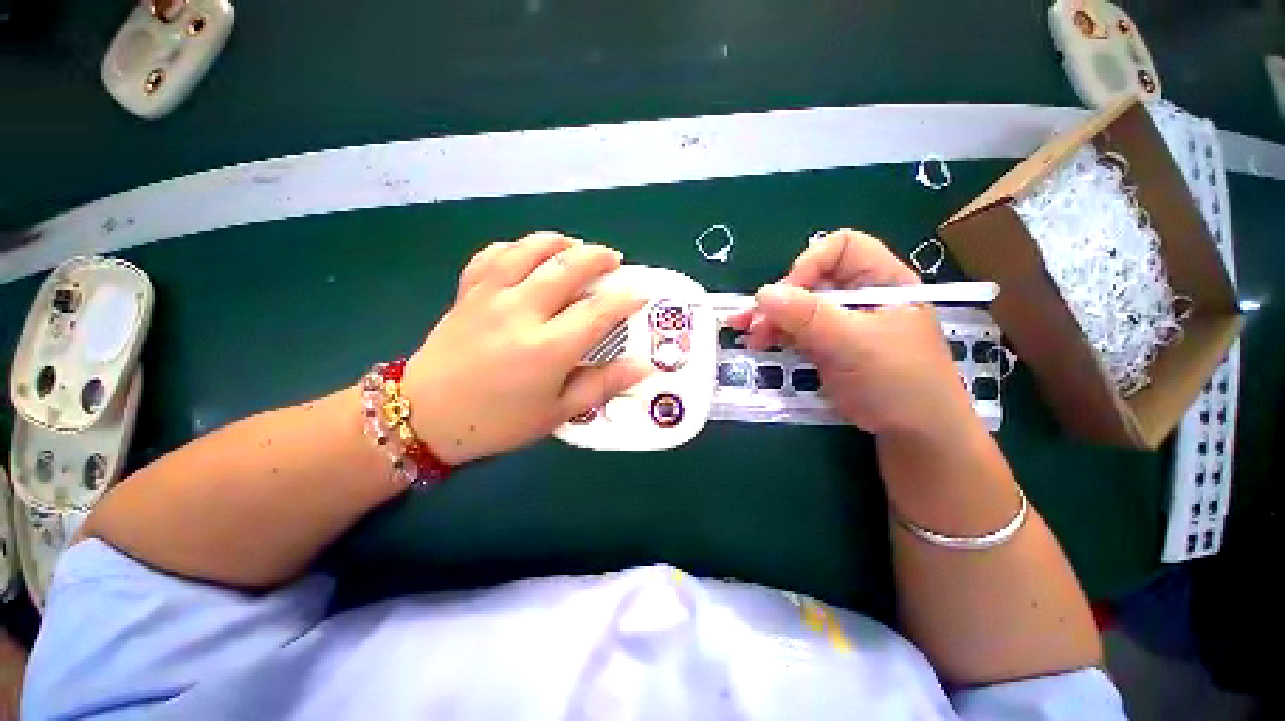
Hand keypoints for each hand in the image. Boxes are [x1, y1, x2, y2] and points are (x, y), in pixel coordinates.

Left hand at [403, 232, 648, 464]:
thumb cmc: (499, 422)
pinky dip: (517, 247)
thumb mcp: (557, 413)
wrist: (425, 416)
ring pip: (530, 249)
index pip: (597, 311)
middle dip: (598, 257)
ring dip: (560, 242)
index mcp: (547, 348)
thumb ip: (602, 385)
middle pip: (567, 267)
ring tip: (577, 248)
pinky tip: (529, 253)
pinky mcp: (468, 291)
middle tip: (614, 260)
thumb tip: (643, 368)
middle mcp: (521, 312)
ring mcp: (490, 296)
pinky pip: (493, 255)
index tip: (641, 293)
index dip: (625, 298)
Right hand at [727, 229, 973, 435]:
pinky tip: (756, 341)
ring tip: (748, 335)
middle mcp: (857, 294)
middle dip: (779, 299)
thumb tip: (762, 294)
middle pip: (809, 279)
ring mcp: (839, 320)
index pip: (841, 248)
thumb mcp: (854, 344)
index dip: (811, 264)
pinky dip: (773, 333)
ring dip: (768, 317)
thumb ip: (809, 316)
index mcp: (880, 280)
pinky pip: (793, 329)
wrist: (911, 431)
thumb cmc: (898, 382)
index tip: (789, 295)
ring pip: (796, 305)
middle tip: (755, 324)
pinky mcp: (825, 343)